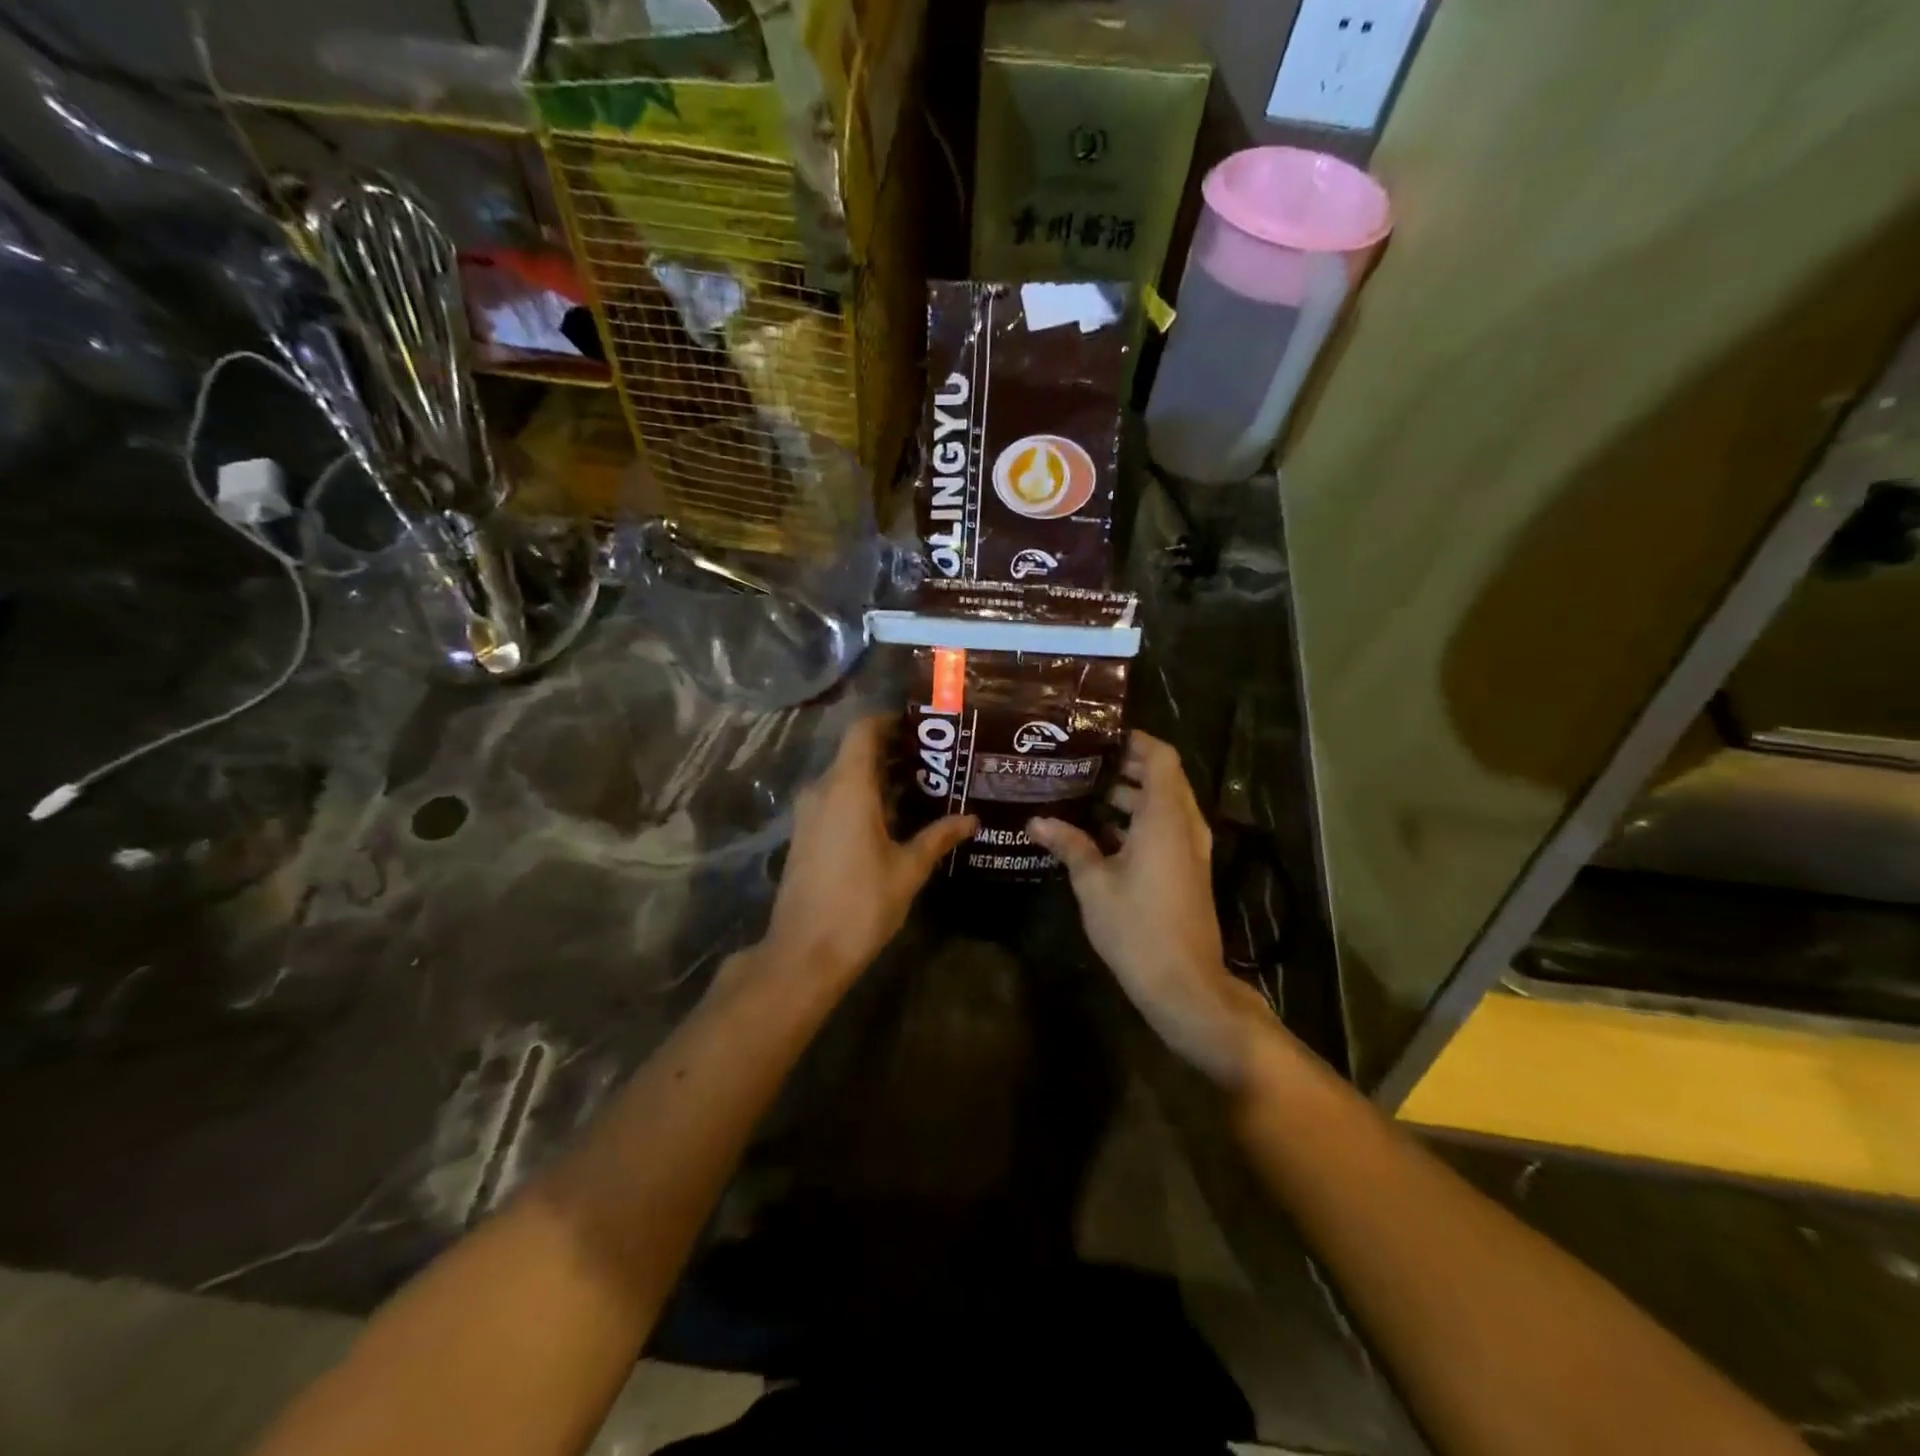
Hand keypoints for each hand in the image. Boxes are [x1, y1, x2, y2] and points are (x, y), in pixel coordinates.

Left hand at [755, 714, 975, 987]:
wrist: (804, 952)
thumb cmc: (861, 904)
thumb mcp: (908, 869)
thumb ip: (938, 837)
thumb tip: (971, 819)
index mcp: (847, 787)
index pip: (864, 730)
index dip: (890, 721)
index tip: (922, 726)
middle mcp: (823, 790)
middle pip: (856, 753)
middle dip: (894, 751)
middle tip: (936, 758)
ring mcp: (809, 813)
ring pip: (846, 777)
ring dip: (880, 777)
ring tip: (923, 786)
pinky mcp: (806, 834)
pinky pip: (836, 799)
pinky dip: (864, 797)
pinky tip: (895, 818)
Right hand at [1028, 731, 1266, 1084]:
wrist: (1184, 984)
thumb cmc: (1137, 927)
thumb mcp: (1093, 884)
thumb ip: (1068, 845)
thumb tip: (1036, 821)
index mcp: (1165, 817)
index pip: (1161, 756)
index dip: (1135, 741)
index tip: (1099, 737)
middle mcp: (1185, 825)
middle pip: (1162, 778)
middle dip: (1125, 767)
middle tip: (1081, 763)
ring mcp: (1191, 849)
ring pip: (1164, 805)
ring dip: (1130, 796)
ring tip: (1083, 794)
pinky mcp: (1188, 870)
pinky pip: (1166, 829)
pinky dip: (1138, 822)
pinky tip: (1099, 834)